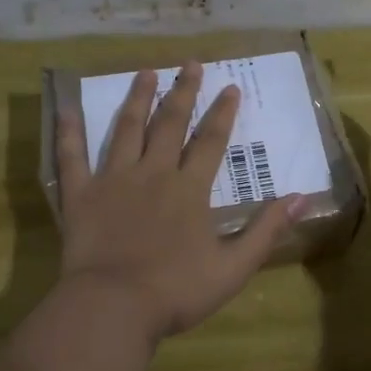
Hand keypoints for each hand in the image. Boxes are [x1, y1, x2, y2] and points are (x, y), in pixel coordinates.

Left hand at [56, 62, 304, 340]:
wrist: (114, 307)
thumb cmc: (176, 291)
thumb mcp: (234, 267)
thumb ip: (267, 230)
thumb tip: (303, 198)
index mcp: (190, 189)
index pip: (211, 141)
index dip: (223, 113)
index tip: (231, 87)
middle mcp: (153, 173)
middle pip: (170, 124)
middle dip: (184, 92)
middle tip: (191, 64)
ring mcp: (113, 180)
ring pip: (126, 129)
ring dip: (137, 98)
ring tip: (145, 72)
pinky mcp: (81, 194)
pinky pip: (72, 156)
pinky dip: (69, 131)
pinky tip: (67, 107)